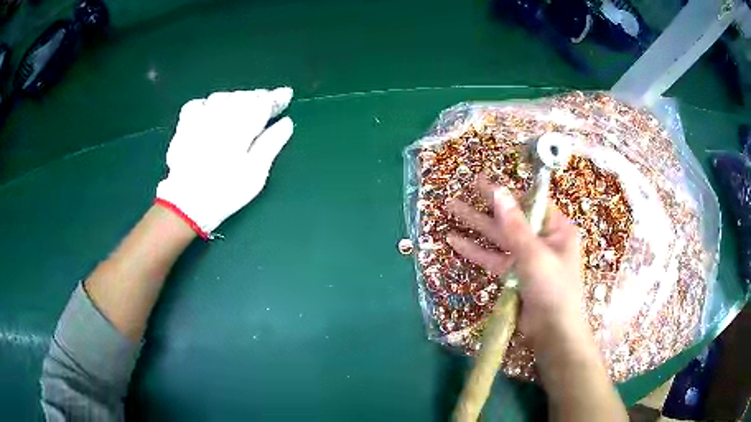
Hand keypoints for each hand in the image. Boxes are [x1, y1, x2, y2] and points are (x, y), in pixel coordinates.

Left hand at [156, 87, 293, 237]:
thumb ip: (271, 144)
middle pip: (243, 97)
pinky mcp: (184, 126)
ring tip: (242, 107)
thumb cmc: (225, 192)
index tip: (286, 94)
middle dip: (257, 97)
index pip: (262, 103)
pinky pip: (198, 104)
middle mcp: (220, 116)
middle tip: (267, 102)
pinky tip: (212, 112)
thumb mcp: (255, 173)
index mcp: (240, 127)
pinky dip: (209, 104)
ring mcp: (199, 119)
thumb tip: (286, 122)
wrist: (186, 204)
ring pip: (222, 97)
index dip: (276, 98)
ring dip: (236, 98)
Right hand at [445, 175, 583, 342]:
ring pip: (499, 237)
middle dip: (487, 204)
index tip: (487, 181)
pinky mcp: (513, 275)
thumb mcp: (535, 255)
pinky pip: (493, 258)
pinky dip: (475, 250)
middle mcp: (542, 239)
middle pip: (512, 217)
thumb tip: (499, 193)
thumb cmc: (553, 288)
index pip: (532, 202)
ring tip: (451, 208)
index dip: (509, 191)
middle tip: (466, 187)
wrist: (552, 332)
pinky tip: (454, 241)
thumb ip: (514, 225)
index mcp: (557, 229)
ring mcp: (526, 257)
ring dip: (476, 225)